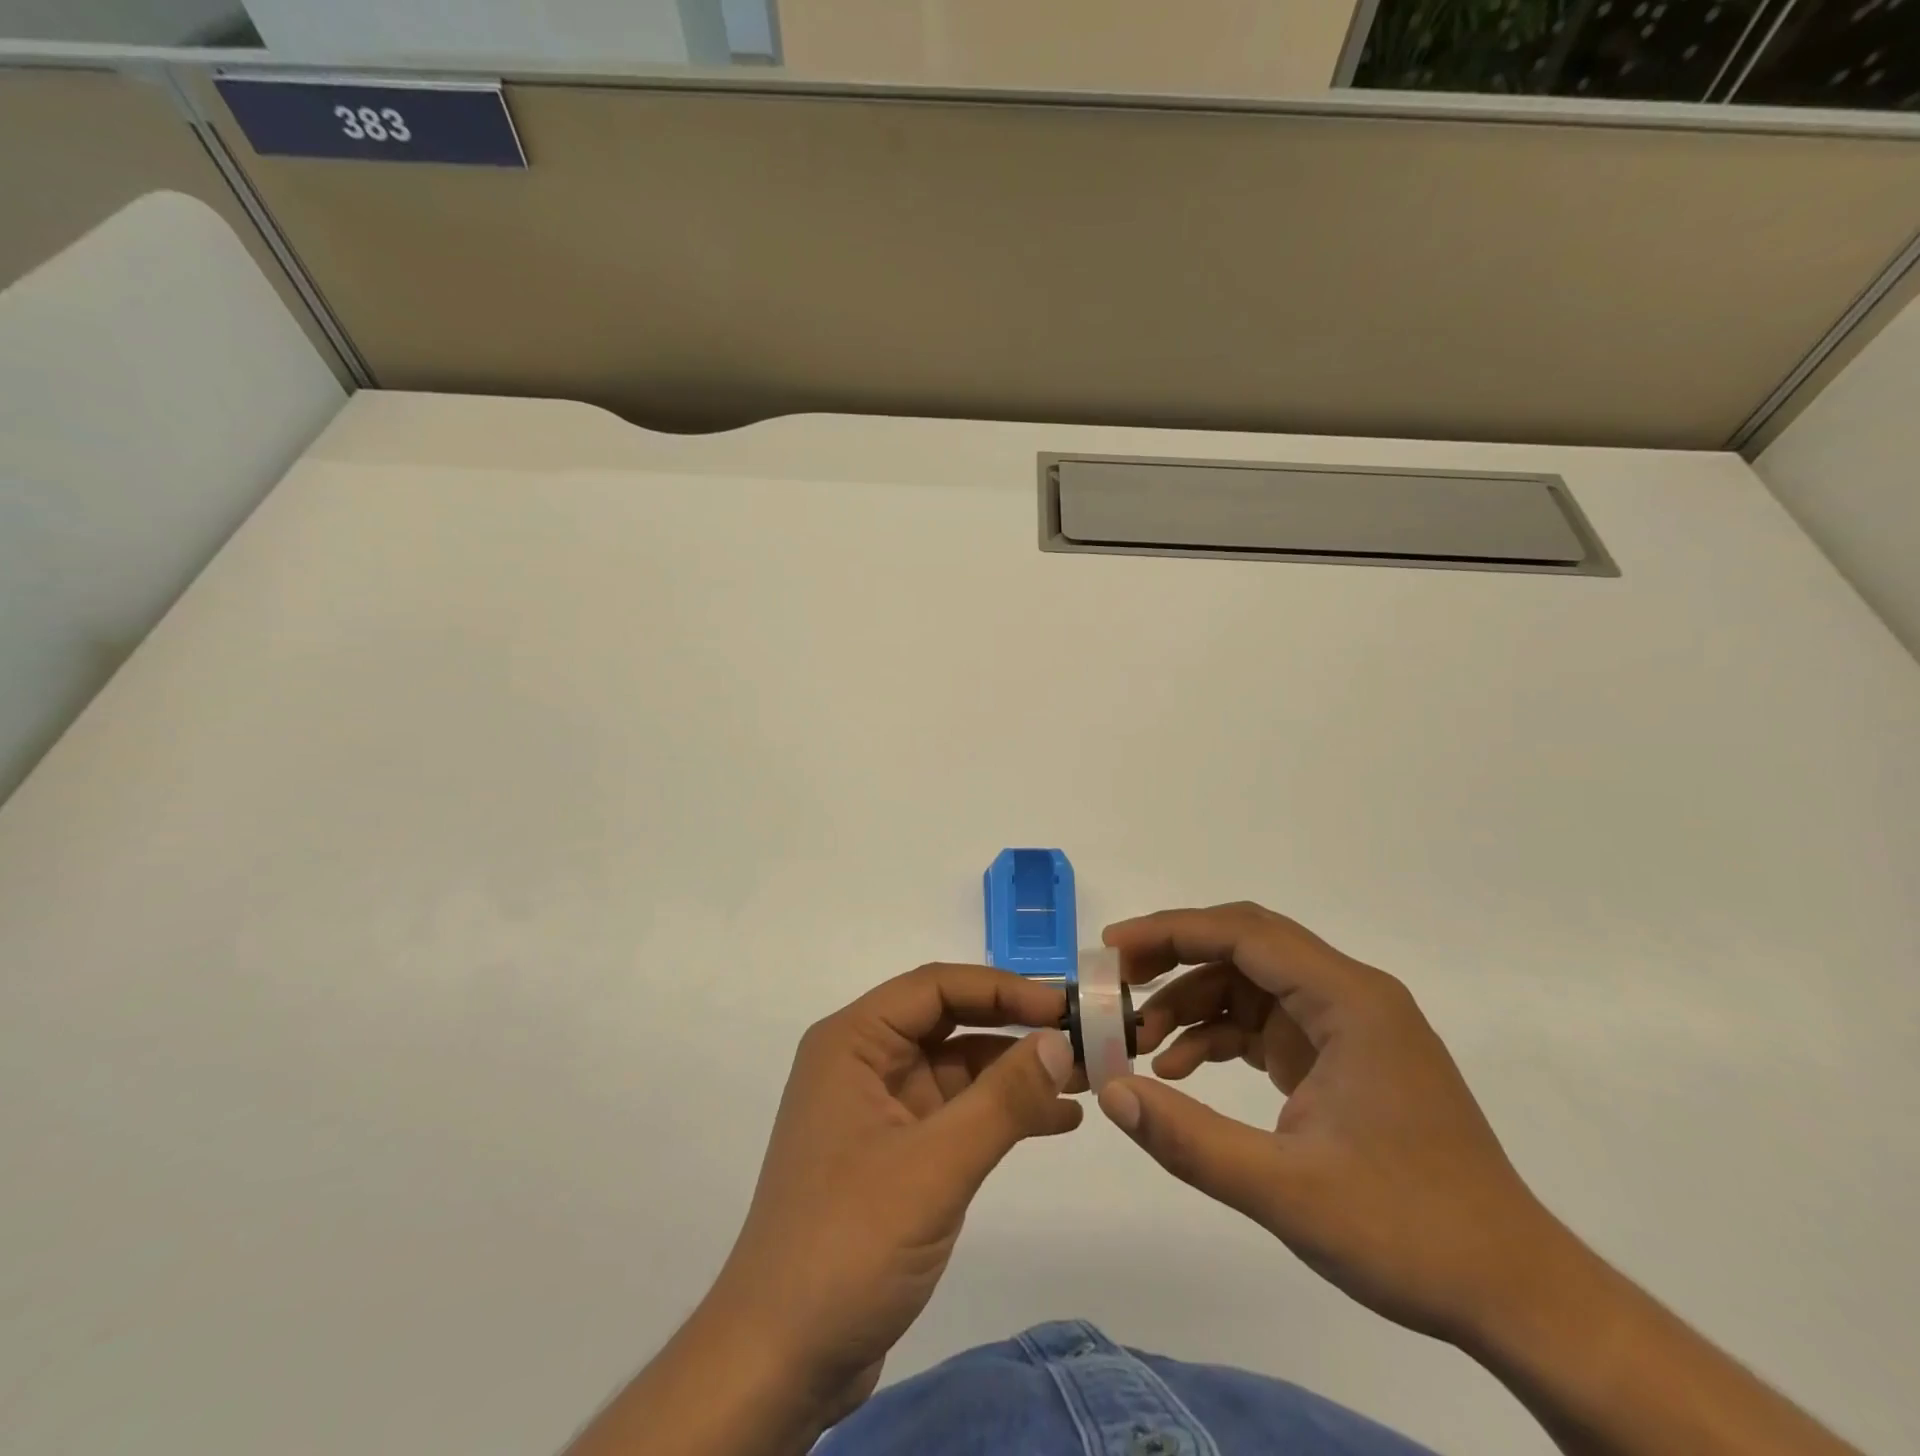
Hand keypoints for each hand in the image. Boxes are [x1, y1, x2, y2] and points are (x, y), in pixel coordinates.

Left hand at [704, 965, 1080, 1416]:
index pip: (935, 987)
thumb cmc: (847, 1243)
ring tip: (1085, 1077)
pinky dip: (1003, 1112)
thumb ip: (1002, 1099)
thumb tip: (1060, 1040)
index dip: (1003, 988)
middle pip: (949, 1021)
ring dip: (1017, 1071)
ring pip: (958, 1067)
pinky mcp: (895, 1152)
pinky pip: (957, 1112)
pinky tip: (1057, 1119)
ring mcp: (879, 1108)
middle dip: (1015, 1027)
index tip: (1065, 1005)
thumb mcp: (934, 1166)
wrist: (780, 1359)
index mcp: (853, 1042)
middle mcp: (863, 1062)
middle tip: (1085, 1036)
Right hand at [1097, 902, 1560, 1345]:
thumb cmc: (1410, 1233)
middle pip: (1245, 946)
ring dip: (1191, 1003)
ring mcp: (1347, 1026)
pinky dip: (1218, 1036)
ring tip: (1138, 1042)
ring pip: (1250, 984)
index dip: (1171, 931)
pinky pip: (1264, 1023)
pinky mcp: (1340, 1057)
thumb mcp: (1287, 1192)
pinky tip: (1180, 1070)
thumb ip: (1190, 1140)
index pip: (1244, 934)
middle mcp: (1350, 996)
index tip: (1112, 950)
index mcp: (1349, 1001)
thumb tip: (1110, 1091)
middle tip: (1116, 983)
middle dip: (1175, 957)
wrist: (1516, 1295)